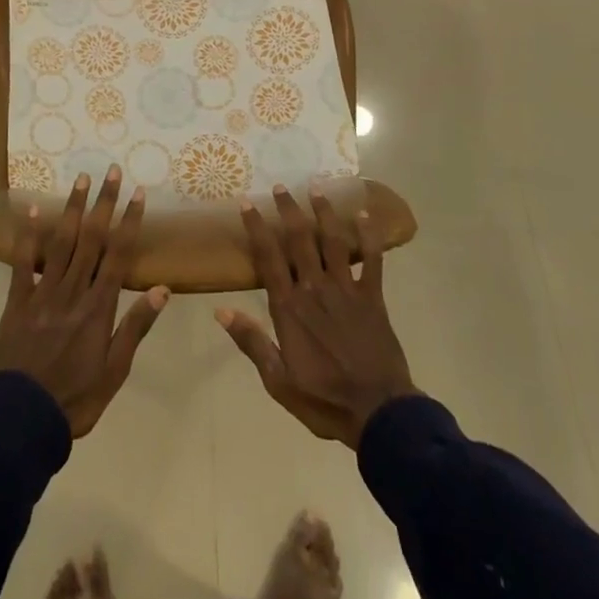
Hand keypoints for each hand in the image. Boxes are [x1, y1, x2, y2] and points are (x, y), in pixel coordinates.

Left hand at [0, 166, 169, 437]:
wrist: (20, 420)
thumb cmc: (75, 399)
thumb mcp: (115, 371)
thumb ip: (136, 327)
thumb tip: (162, 289)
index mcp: (99, 307)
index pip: (119, 254)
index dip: (129, 221)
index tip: (138, 193)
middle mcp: (74, 291)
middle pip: (92, 239)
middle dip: (104, 203)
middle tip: (112, 171)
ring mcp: (44, 293)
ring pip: (62, 242)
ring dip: (74, 208)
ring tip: (82, 179)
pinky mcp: (18, 301)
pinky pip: (24, 263)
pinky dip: (29, 235)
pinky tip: (34, 209)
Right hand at [218, 185, 416, 448]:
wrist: (378, 413)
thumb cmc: (324, 400)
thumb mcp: (278, 380)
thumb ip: (251, 342)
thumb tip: (221, 311)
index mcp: (290, 307)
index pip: (268, 258)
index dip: (257, 228)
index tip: (247, 203)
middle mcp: (315, 288)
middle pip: (299, 240)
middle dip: (288, 210)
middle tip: (280, 186)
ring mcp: (346, 289)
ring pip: (333, 241)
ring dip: (324, 212)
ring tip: (316, 187)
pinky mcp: (372, 297)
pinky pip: (372, 259)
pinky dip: (369, 236)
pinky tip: (365, 214)